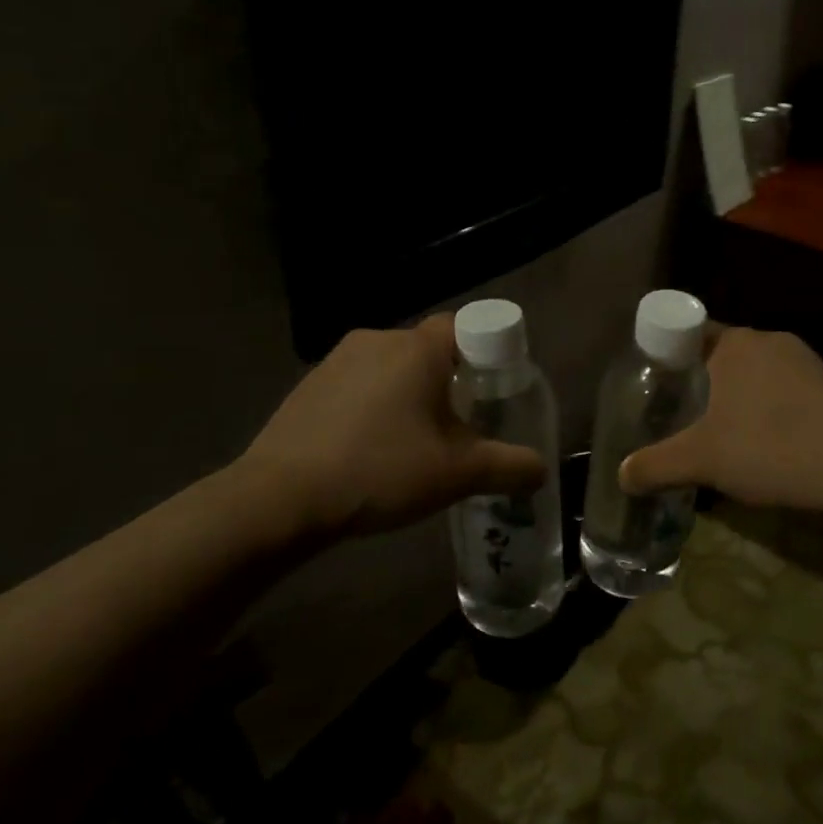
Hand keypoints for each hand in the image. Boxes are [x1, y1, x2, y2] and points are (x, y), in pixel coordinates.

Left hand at [234, 316, 546, 537]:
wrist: (280, 498)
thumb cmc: (380, 470)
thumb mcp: (457, 474)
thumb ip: (509, 467)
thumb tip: (542, 470)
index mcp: (417, 348)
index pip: (465, 326)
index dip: (486, 352)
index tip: (492, 389)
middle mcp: (377, 339)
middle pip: (428, 350)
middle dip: (448, 381)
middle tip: (459, 426)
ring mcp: (336, 361)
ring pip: (390, 368)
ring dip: (407, 395)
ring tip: (412, 443)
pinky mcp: (308, 385)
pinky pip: (357, 385)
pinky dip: (372, 406)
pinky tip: (368, 449)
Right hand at [619, 327, 822, 518]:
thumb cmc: (775, 448)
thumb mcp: (704, 460)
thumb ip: (656, 466)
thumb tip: (621, 475)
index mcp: (735, 343)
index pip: (685, 334)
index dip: (663, 359)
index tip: (651, 391)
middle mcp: (769, 340)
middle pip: (717, 356)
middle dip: (696, 385)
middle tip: (677, 420)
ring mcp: (806, 361)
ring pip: (752, 375)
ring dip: (733, 401)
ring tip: (719, 439)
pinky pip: (782, 391)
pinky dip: (766, 412)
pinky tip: (767, 448)